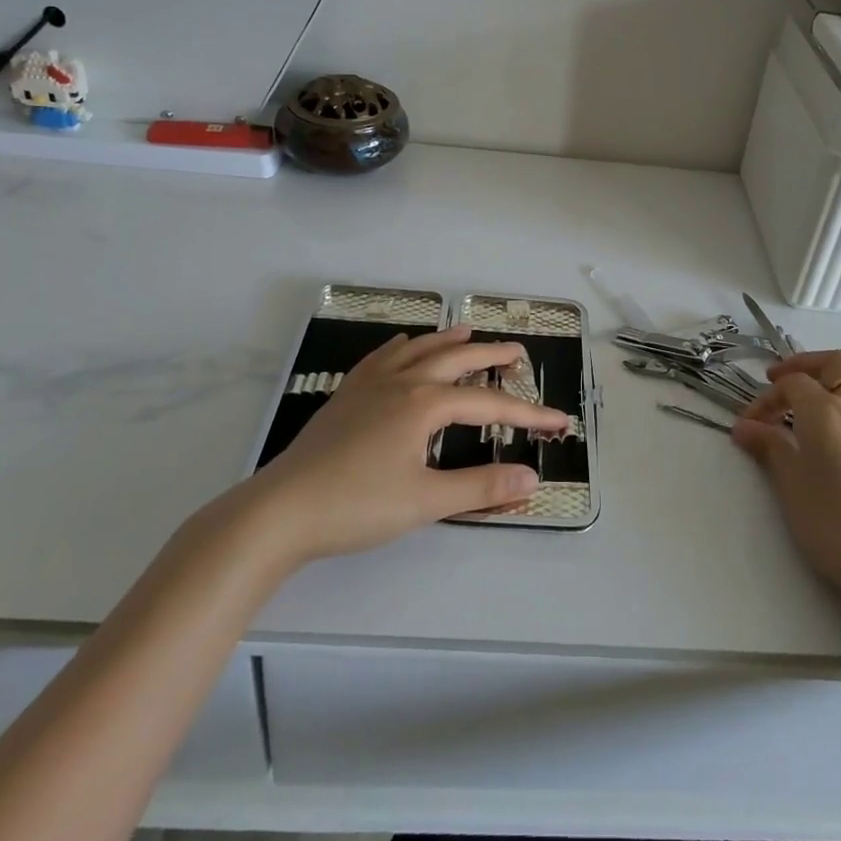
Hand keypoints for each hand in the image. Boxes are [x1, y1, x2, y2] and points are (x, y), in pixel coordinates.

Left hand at [246, 326, 569, 566]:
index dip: (527, 412)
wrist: (282, 509)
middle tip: (517, 352)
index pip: (488, 403)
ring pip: (418, 350)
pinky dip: (403, 347)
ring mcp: (370, 384)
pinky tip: (404, 347)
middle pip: (455, 359)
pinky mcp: (347, 395)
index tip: (558, 421)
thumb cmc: (357, 505)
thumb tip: (532, 477)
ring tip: (467, 331)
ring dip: (447, 340)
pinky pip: (383, 357)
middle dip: (490, 354)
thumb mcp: (425, 501)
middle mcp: (401, 382)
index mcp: (424, 404)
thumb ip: (481, 487)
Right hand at [734, 346, 840, 614]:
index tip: (749, 425)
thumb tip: (744, 428)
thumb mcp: (790, 487)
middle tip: (782, 386)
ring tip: (837, 370)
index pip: (791, 386)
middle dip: (803, 367)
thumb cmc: (835, 529)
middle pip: (834, 363)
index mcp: (825, 413)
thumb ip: (769, 448)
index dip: (766, 399)